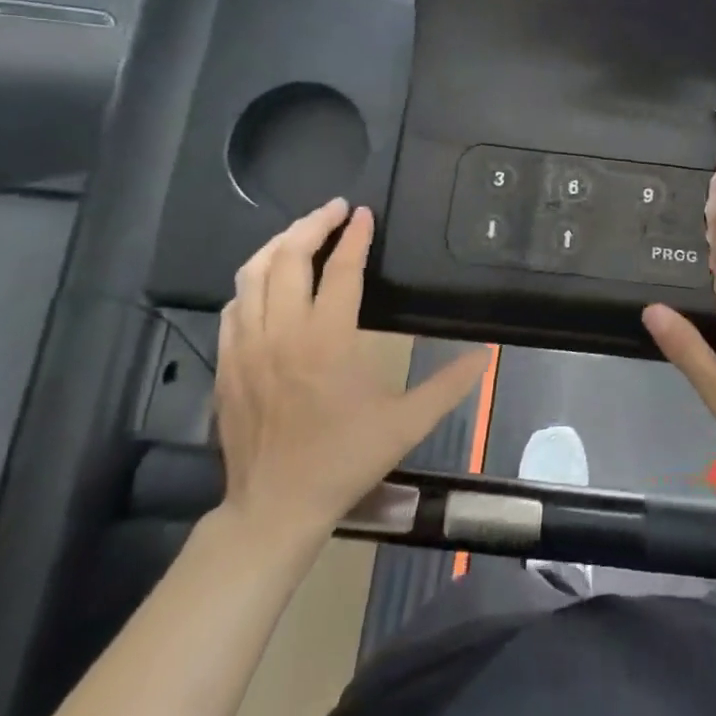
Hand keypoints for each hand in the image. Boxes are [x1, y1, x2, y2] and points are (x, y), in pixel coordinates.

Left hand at [214, 199, 489, 556]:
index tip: (364, 214)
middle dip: (312, 224)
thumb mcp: (408, 423)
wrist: (277, 505)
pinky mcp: (227, 363)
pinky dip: (252, 281)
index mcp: (328, 341)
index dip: (354, 237)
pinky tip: (267, 282)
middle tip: (335, 210)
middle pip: (288, 257)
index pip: (341, 270)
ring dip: (277, 244)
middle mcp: (282, 333)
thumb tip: (488, 354)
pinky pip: (233, 305)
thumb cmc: (345, 460)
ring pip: (252, 274)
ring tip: (301, 232)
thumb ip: (450, 384)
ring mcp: (247, 347)